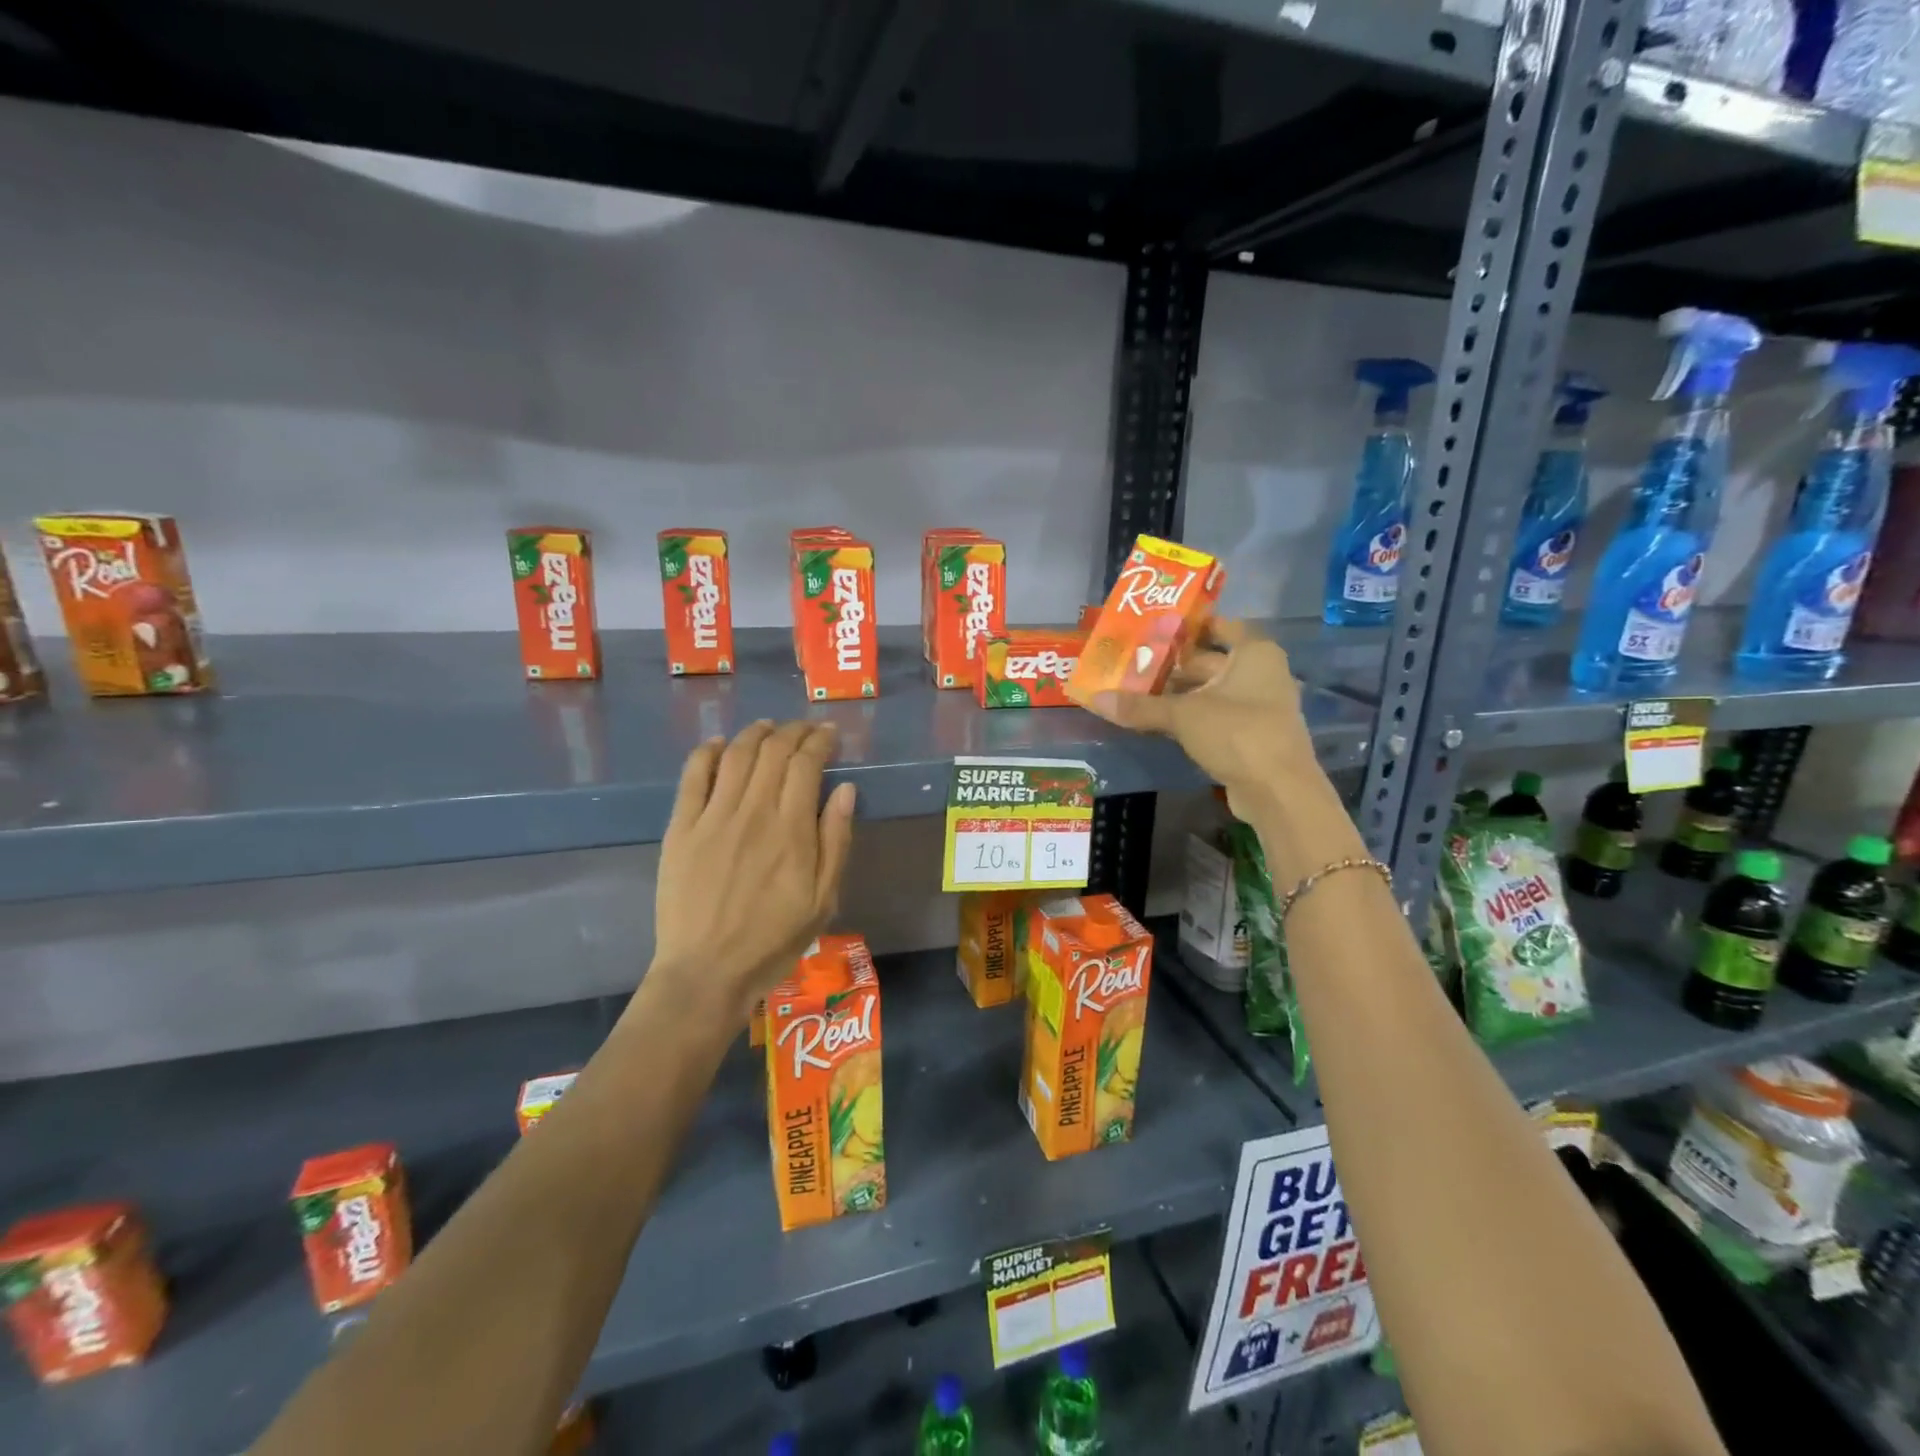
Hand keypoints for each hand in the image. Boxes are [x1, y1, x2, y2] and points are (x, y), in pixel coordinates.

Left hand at [646, 720, 856, 1024]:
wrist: (706, 972)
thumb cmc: (773, 940)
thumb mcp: (824, 899)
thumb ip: (836, 840)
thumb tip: (845, 789)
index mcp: (792, 830)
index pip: (806, 764)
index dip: (819, 741)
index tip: (829, 735)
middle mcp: (753, 812)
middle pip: (773, 751)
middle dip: (793, 731)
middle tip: (804, 729)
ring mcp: (712, 817)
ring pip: (735, 755)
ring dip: (755, 733)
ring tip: (768, 727)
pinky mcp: (680, 828)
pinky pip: (692, 776)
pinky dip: (706, 752)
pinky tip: (718, 744)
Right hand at [1083, 621, 1362, 881]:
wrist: (1277, 791)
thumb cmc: (1236, 732)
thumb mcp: (1182, 715)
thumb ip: (1140, 706)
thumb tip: (1095, 699)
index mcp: (1254, 653)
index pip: (1221, 626)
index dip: (1189, 626)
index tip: (1154, 629)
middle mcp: (1261, 672)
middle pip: (1210, 661)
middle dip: (1172, 665)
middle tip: (1132, 663)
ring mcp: (1258, 706)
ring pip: (1210, 691)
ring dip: (1178, 694)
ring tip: (1135, 691)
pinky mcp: (1250, 735)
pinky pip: (1214, 716)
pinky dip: (1189, 716)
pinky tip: (1157, 721)